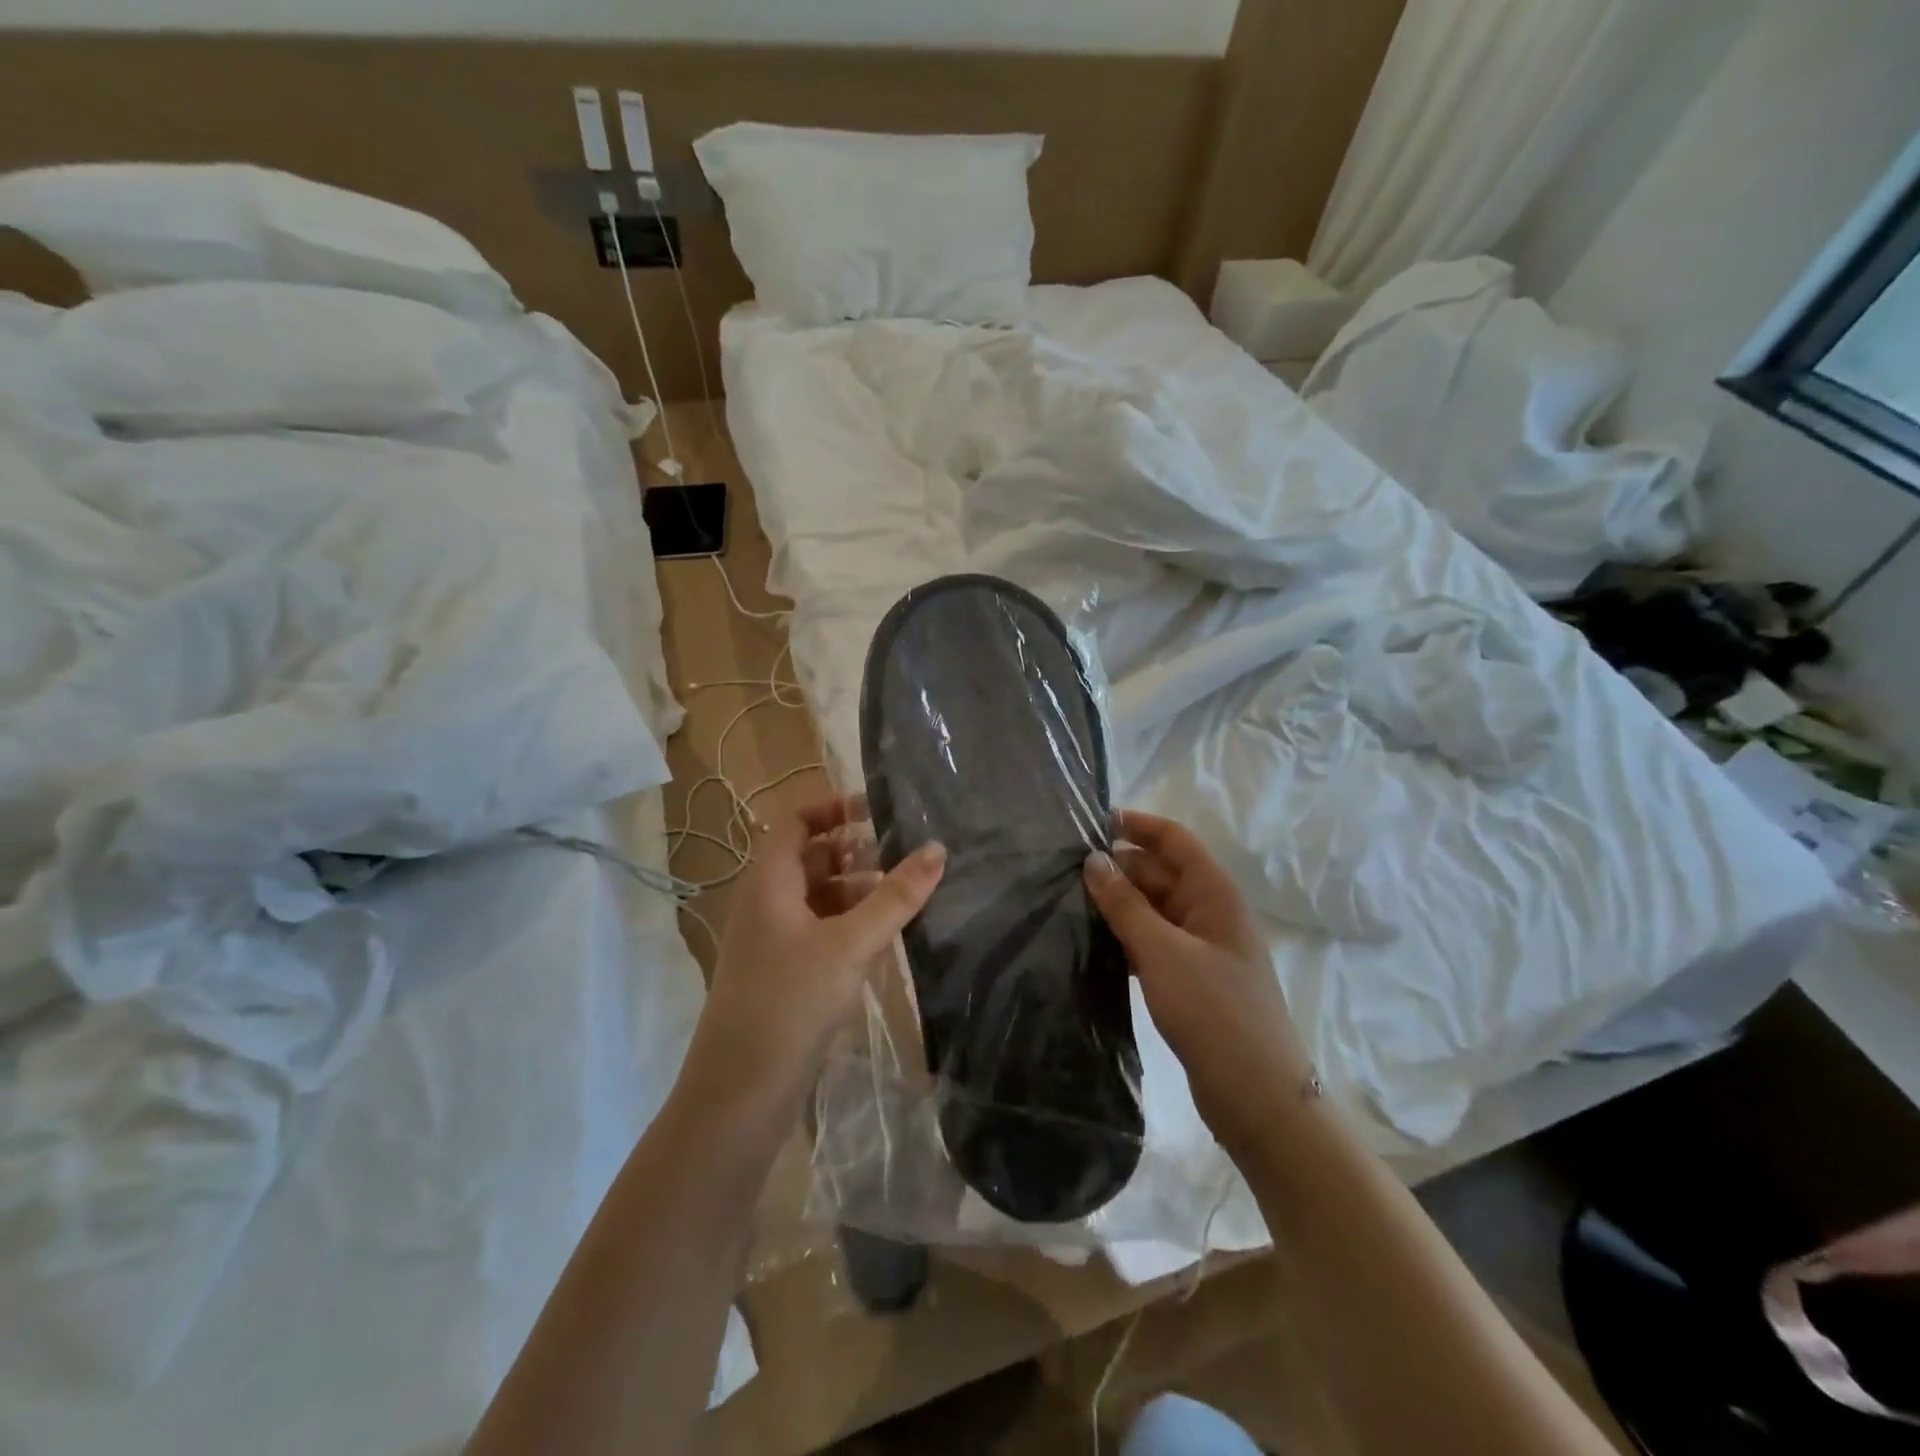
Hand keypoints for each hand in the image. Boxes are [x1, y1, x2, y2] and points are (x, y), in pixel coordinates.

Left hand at [690, 795, 945, 1102]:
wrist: (739, 1093)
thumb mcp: (851, 943)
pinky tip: (882, 939)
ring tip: (904, 897)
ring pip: (817, 897)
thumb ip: (896, 896)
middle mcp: (765, 903)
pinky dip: (848, 924)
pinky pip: (818, 930)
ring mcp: (771, 940)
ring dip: (856, 890)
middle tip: (904, 854)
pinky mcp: (782, 973)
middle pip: (809, 858)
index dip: (833, 808)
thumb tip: (937, 848)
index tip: (878, 810)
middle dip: (854, 852)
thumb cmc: (791, 1002)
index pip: (796, 822)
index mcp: (768, 882)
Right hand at [1083, 810, 1314, 1155]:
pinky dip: (1127, 936)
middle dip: (1119, 867)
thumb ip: (1126, 905)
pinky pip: (1154, 942)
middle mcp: (1210, 914)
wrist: (1259, 1098)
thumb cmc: (1215, 1013)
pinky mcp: (1191, 980)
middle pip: (1161, 873)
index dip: (1138, 825)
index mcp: (1214, 895)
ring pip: (1155, 910)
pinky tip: (1094, 942)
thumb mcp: (1163, 953)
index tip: (1092, 822)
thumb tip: (1094, 860)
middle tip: (1065, 869)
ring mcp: (1202, 949)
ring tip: (1069, 901)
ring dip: (1120, 903)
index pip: (1175, 840)